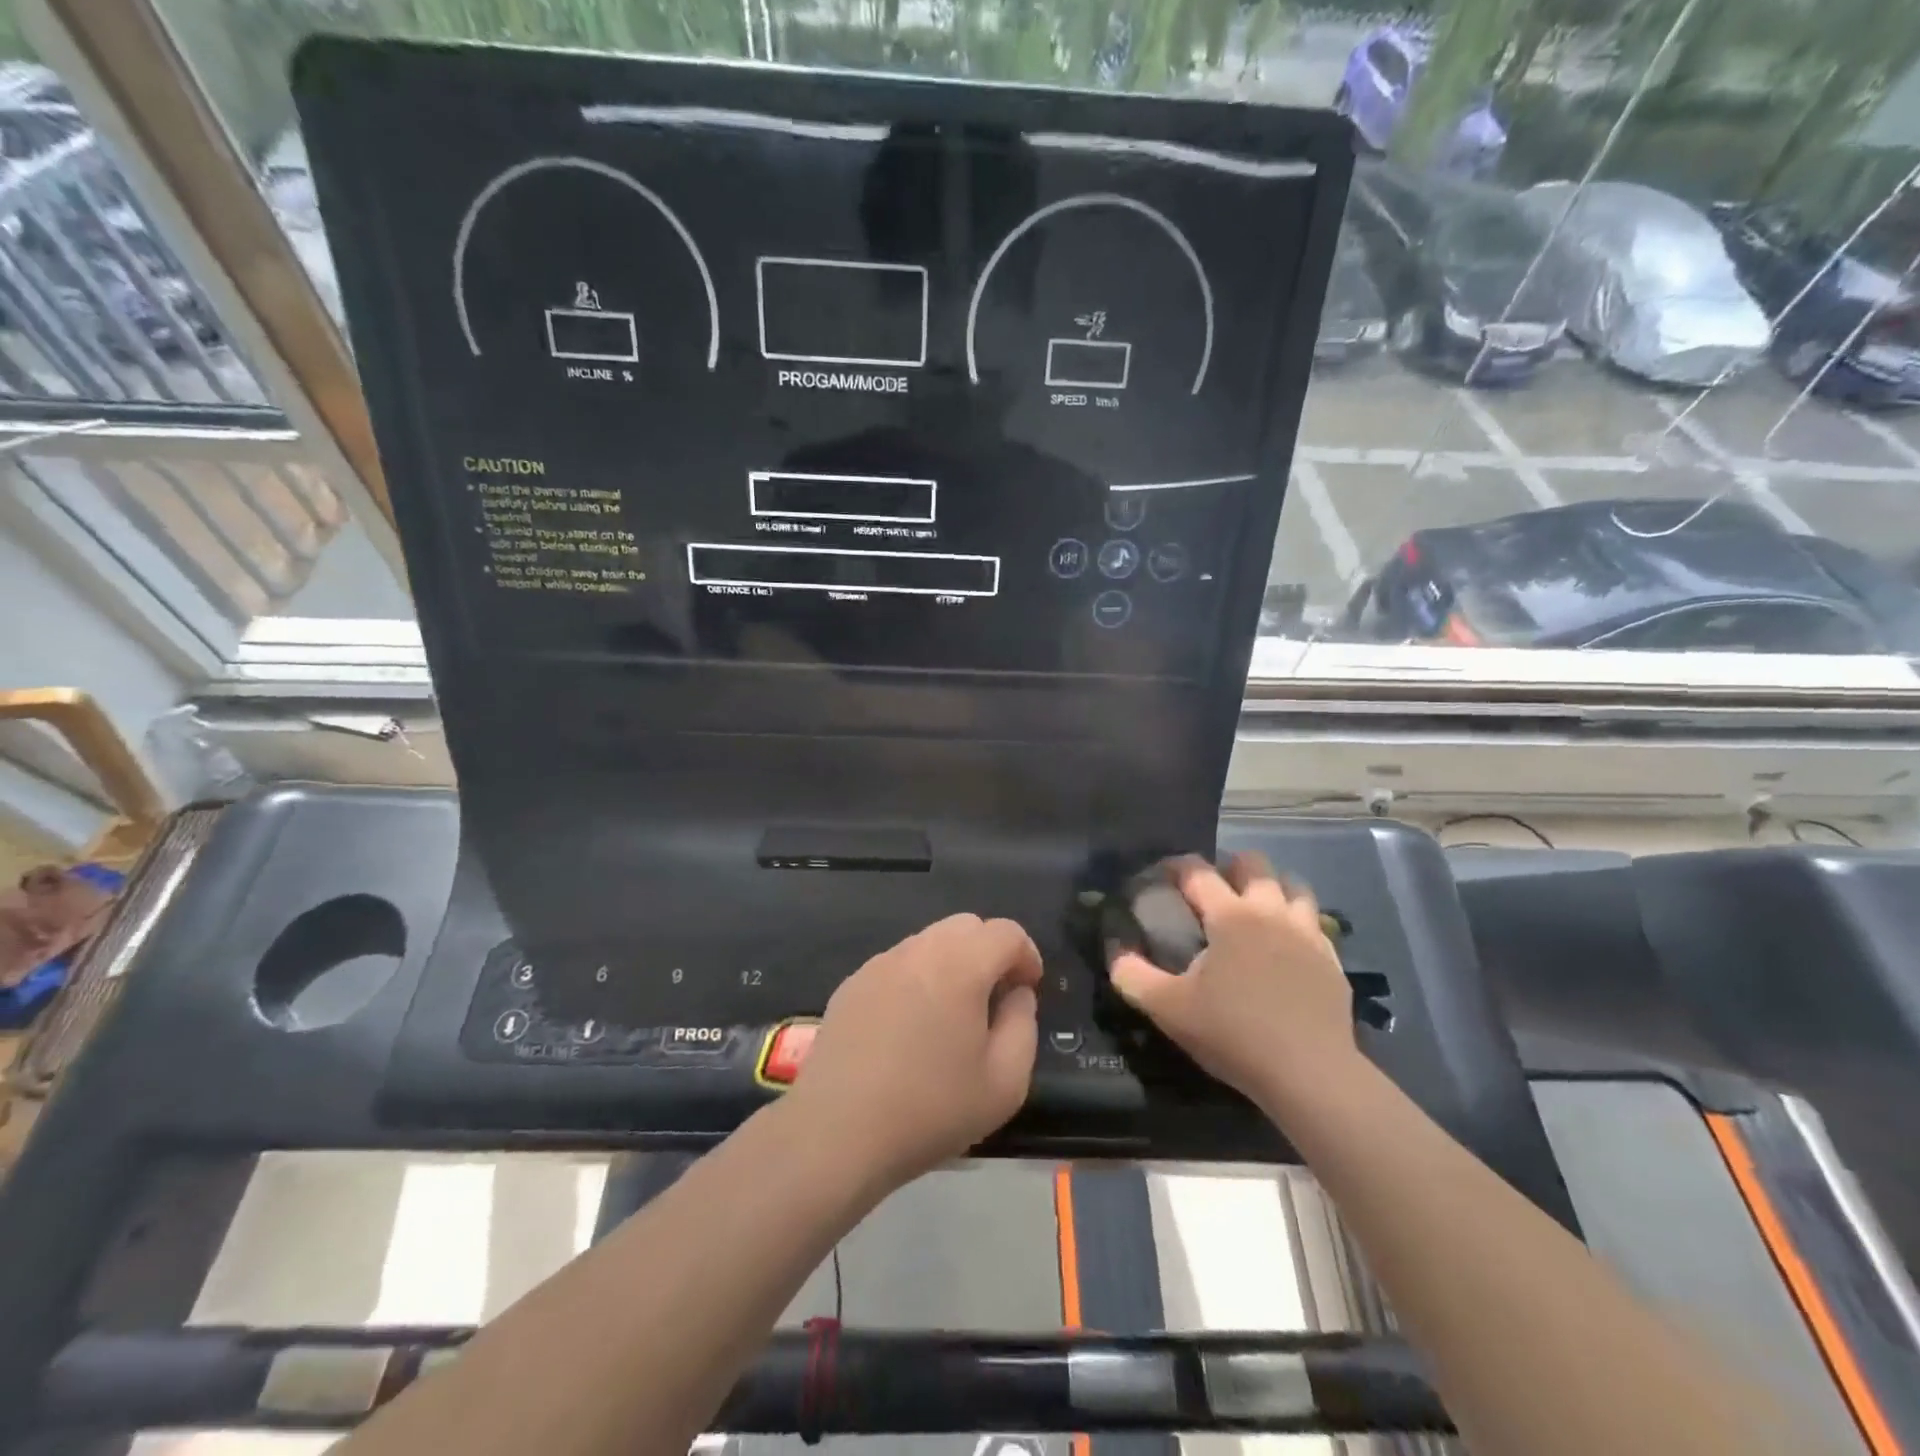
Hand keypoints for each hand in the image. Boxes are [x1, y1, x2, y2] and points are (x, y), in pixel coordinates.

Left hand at [790, 914, 1042, 1189]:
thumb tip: (1016, 994)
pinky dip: (917, 978)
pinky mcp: (852, 983)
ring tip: (951, 1015)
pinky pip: (898, 963)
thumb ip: (1023, 1025)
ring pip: (930, 941)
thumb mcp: (1005, 1083)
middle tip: (994, 999)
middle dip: (990, 952)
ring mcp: (879, 963)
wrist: (837, 1132)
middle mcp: (918, 950)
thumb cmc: (930, 1109)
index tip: (1028, 991)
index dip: (1026, 956)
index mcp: (959, 965)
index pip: (1005, 932)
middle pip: (966, 926)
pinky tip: (910, 1027)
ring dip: (953, 963)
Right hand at [1109, 853, 1355, 1108]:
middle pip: (1254, 864)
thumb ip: (1133, 976)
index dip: (1176, 866)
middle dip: (1230, 866)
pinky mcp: (1331, 959)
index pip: (1198, 872)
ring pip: (1293, 886)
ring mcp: (1307, 933)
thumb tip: (1115, 953)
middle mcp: (1270, 912)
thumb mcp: (1169, 1009)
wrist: (1311, 1074)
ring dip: (1271, 887)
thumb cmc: (1234, 1034)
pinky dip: (1297, 920)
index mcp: (1230, 916)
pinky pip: (1315, 922)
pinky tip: (1286, 943)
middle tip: (1213, 891)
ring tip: (1254, 908)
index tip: (1162, 875)